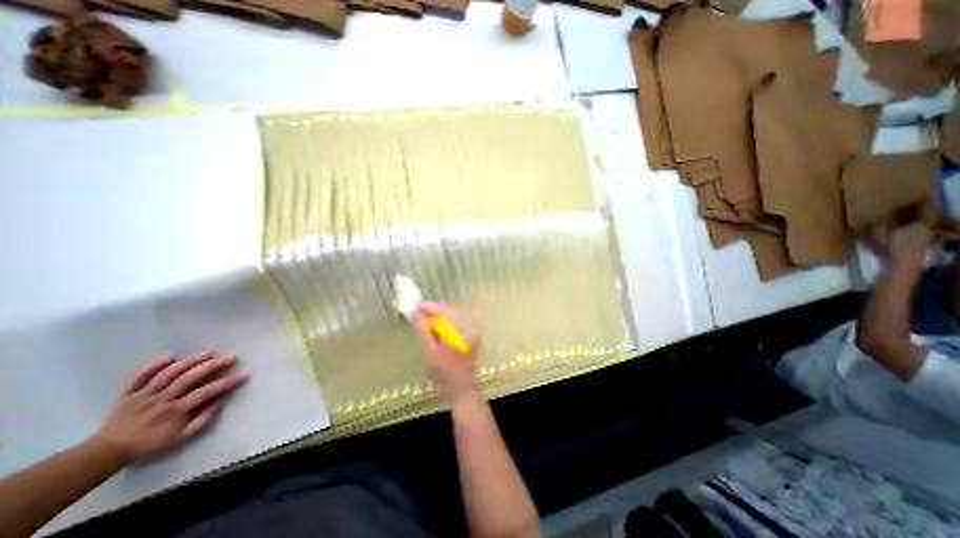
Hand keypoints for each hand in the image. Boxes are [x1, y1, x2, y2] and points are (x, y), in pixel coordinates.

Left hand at [90, 353, 245, 461]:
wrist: (105, 453)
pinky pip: (139, 377)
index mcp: (175, 411)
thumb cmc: (149, 444)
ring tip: (209, 352)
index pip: (207, 392)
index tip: (245, 374)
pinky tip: (169, 356)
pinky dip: (153, 366)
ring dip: (190, 362)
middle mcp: (161, 399)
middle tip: (231, 356)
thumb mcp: (180, 439)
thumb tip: (220, 402)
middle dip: (212, 366)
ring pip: (168, 374)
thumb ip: (202, 421)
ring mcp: (143, 395)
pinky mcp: (128, 393)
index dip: (228, 382)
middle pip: (189, 378)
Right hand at [413, 300, 480, 405]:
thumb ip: (425, 331)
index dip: (430, 307)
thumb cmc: (445, 376)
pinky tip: (434, 325)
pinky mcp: (471, 336)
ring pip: (453, 317)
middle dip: (433, 311)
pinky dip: (444, 323)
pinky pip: (456, 324)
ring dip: (438, 316)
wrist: (462, 391)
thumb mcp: (431, 353)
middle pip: (450, 312)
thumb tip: (418, 314)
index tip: (416, 305)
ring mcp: (472, 332)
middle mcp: (470, 329)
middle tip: (417, 310)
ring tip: (423, 317)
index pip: (445, 313)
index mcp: (461, 333)